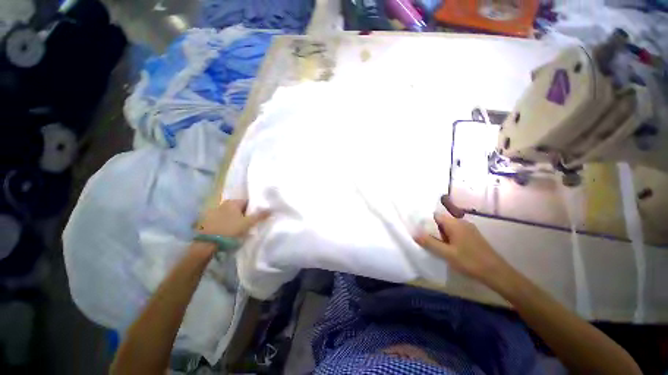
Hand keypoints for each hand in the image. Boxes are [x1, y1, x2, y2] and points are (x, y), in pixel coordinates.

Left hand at [198, 199, 269, 238]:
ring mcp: (213, 212)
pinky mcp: (206, 221)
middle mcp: (222, 204)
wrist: (207, 244)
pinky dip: (225, 223)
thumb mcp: (248, 223)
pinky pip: (221, 219)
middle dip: (244, 214)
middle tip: (249, 224)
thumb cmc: (230, 230)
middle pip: (238, 208)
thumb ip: (260, 215)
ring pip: (229, 214)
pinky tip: (227, 231)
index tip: (256, 217)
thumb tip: (272, 209)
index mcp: (233, 202)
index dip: (253, 209)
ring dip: (234, 219)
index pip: (247, 202)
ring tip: (238, 229)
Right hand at [414, 195, 510, 286]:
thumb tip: (415, 234)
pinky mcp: (473, 236)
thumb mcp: (446, 253)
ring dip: (441, 235)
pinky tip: (449, 249)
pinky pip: (456, 233)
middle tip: (427, 242)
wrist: (497, 273)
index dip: (426, 222)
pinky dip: (449, 238)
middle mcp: (462, 222)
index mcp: (455, 223)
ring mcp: (469, 229)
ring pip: (449, 228)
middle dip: (433, 230)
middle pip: (441, 221)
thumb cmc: (470, 261)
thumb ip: (429, 242)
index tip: (420, 231)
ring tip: (437, 247)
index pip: (435, 216)